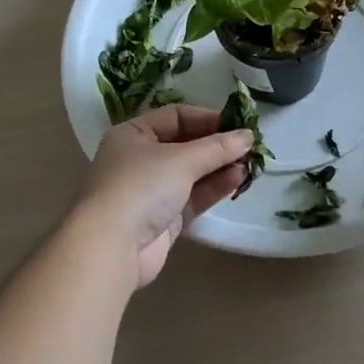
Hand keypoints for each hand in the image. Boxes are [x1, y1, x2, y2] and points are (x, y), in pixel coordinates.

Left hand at [74, 105, 255, 287]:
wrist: (112, 247)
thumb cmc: (141, 186)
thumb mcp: (181, 159)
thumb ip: (217, 147)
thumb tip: (248, 136)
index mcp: (133, 134)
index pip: (175, 116)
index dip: (206, 118)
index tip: (237, 124)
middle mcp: (140, 159)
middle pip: (185, 144)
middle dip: (217, 145)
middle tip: (249, 145)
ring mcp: (151, 191)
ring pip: (192, 173)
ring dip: (219, 166)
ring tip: (251, 163)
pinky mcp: (163, 219)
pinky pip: (193, 196)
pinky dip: (214, 187)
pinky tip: (238, 179)